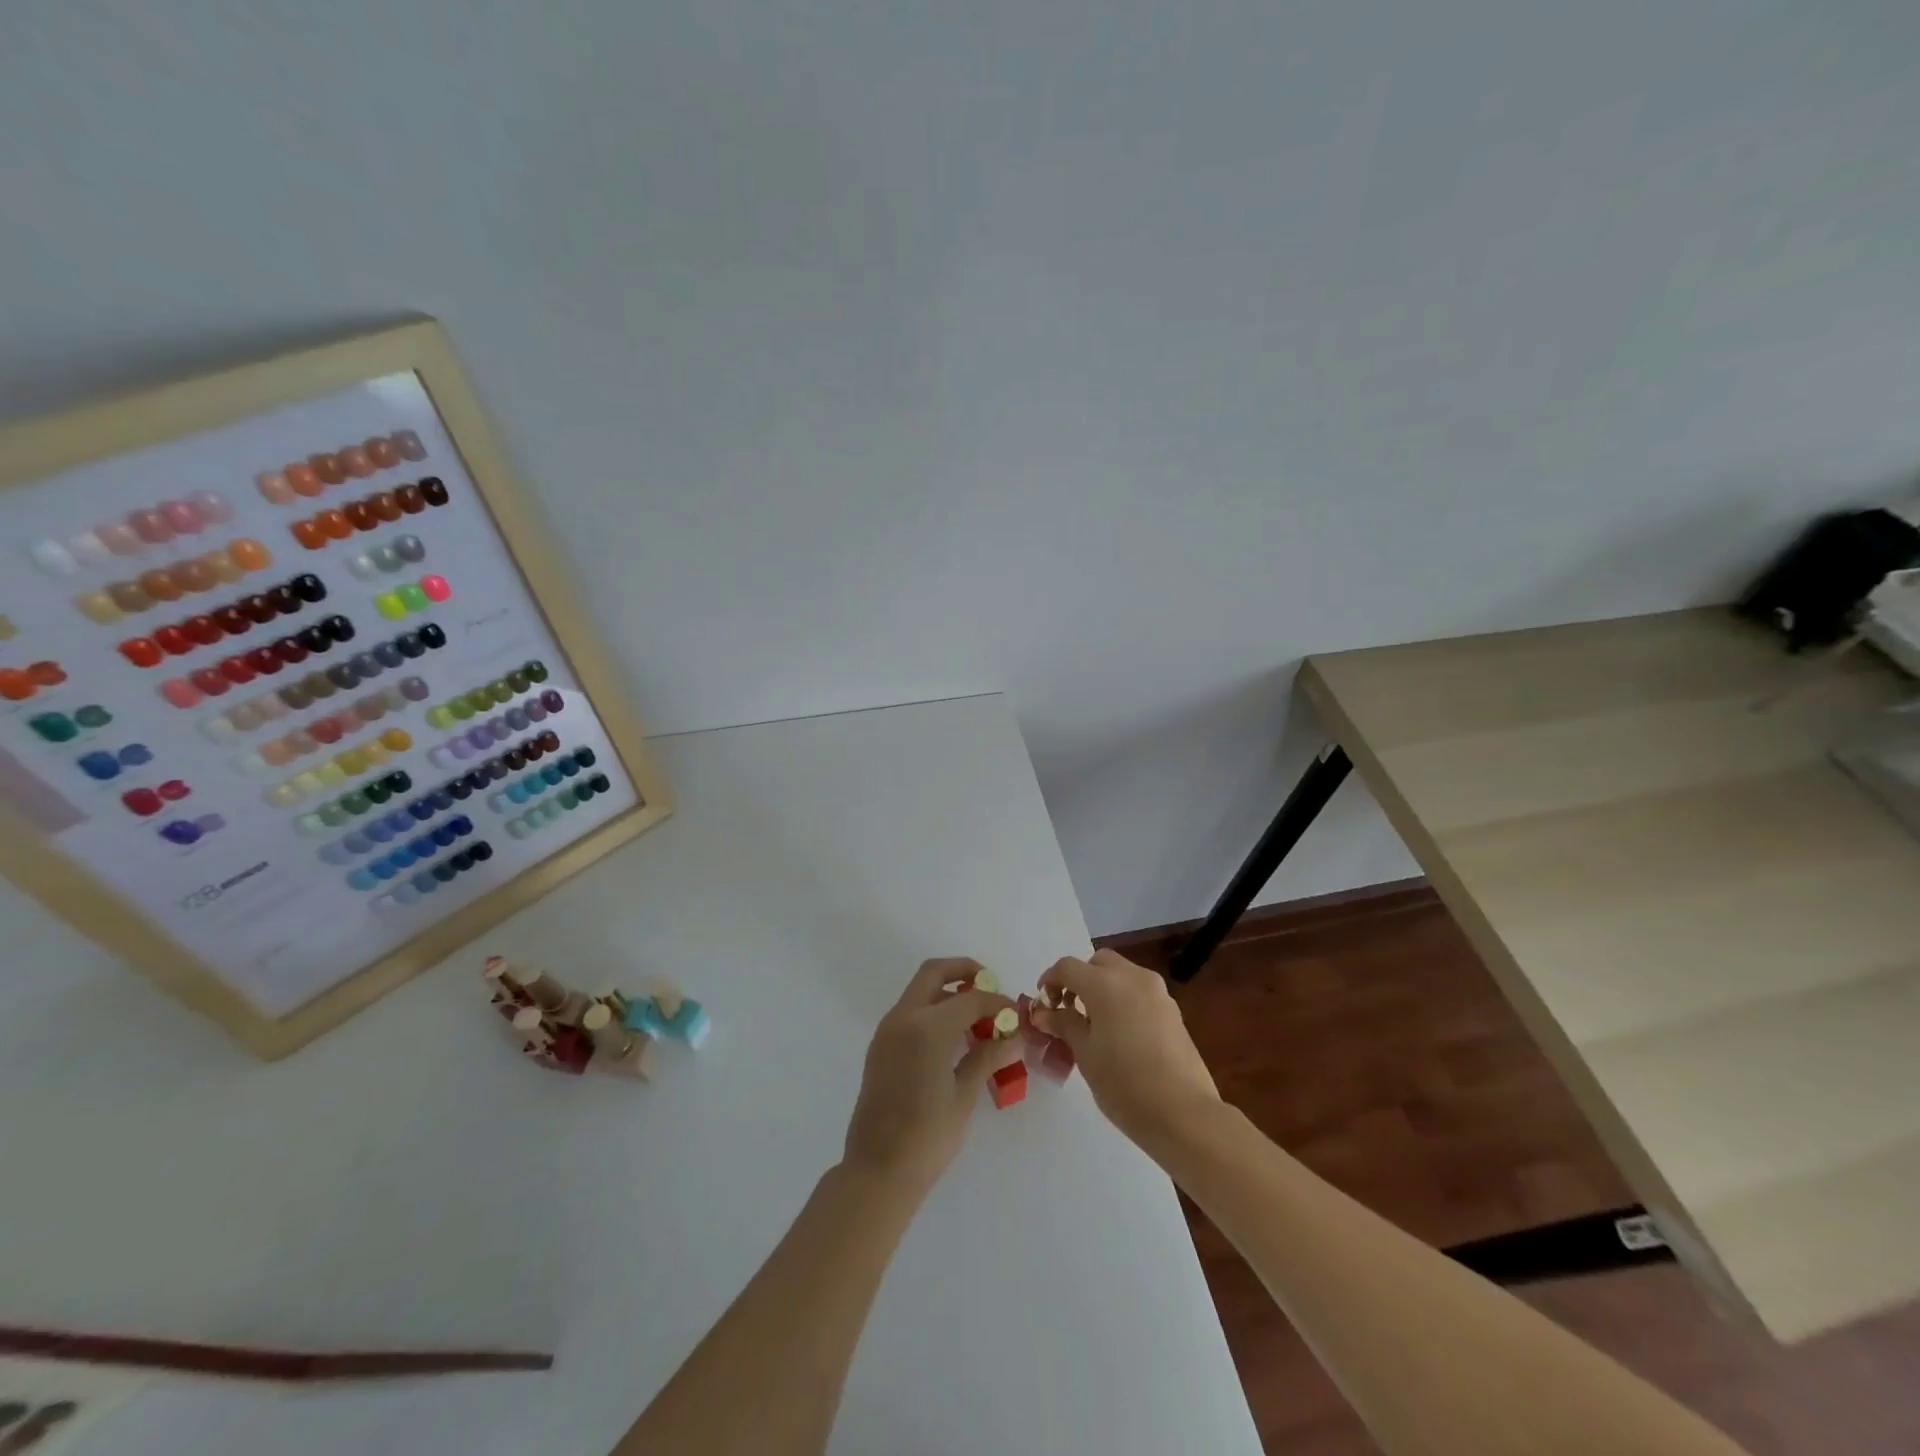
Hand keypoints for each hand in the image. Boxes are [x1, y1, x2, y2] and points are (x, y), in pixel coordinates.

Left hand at [842, 958, 1017, 1196]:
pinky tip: (953, 1035)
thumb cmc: (927, 1136)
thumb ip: (987, 1057)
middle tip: (990, 985)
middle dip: (964, 971)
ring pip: (920, 990)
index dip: (996, 1001)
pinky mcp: (880, 1045)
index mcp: (926, 1027)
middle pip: (934, 973)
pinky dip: (932, 1009)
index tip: (1014, 1013)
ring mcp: (887, 1030)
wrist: (878, 1170)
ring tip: (976, 1015)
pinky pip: (910, 1011)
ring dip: (947, 991)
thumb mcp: (964, 1095)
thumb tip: (1013, 1037)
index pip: (969, 998)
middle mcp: (903, 1018)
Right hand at [1034, 948, 1220, 1147]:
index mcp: (1106, 984)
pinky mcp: (1173, 1011)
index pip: (1068, 967)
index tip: (1042, 1003)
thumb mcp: (1085, 1054)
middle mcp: (1133, 977)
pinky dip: (1123, 1000)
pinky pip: (1139, 992)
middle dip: (1079, 979)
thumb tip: (1045, 1013)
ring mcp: (1157, 993)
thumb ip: (1064, 1024)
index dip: (1050, 980)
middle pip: (1098, 963)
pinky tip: (1119, 1034)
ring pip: (1122, 974)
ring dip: (1103, 988)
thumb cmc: (1124, 1084)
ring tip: (1093, 1024)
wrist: (1184, 1114)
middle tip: (1068, 1008)